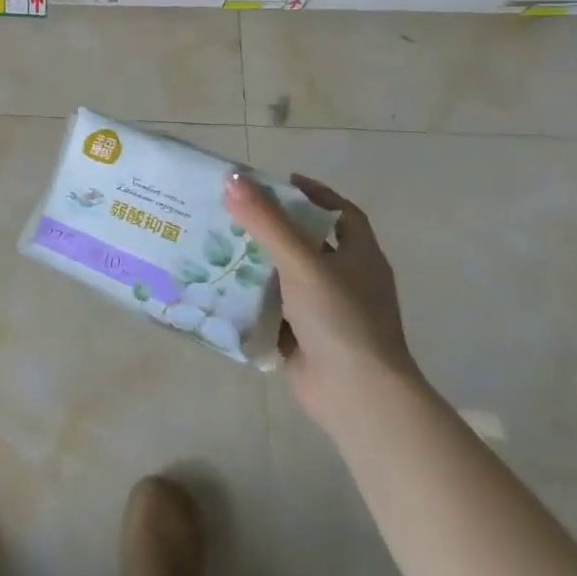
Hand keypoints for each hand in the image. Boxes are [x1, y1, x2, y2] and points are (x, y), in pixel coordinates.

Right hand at [224, 172, 418, 433]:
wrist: (357, 396)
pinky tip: (219, 288)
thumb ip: (267, 223)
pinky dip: (251, 300)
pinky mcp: (305, 339)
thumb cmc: (341, 319)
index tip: (280, 182)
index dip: (315, 195)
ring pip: (286, 278)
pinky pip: (273, 310)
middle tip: (232, 212)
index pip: (342, 214)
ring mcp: (326, 313)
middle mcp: (346, 282)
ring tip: (215, 245)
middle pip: (307, 244)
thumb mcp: (302, 263)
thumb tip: (232, 179)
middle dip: (271, 228)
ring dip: (256, 264)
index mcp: (361, 258)